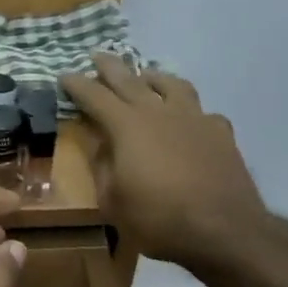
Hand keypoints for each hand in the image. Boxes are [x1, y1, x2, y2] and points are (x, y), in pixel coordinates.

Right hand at [61, 55, 274, 280]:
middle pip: (130, 79)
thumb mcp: (112, 200)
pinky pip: (202, 112)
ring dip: (153, 77)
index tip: (64, 75)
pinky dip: (190, 112)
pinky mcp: (220, 132)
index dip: (77, 84)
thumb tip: (99, 144)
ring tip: (147, 77)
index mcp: (127, 125)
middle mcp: (158, 111)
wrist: (224, 230)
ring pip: (171, 84)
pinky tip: (189, 121)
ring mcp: (193, 118)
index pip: (94, 96)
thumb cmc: (158, 218)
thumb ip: (102, 166)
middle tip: (98, 56)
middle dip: (110, 66)